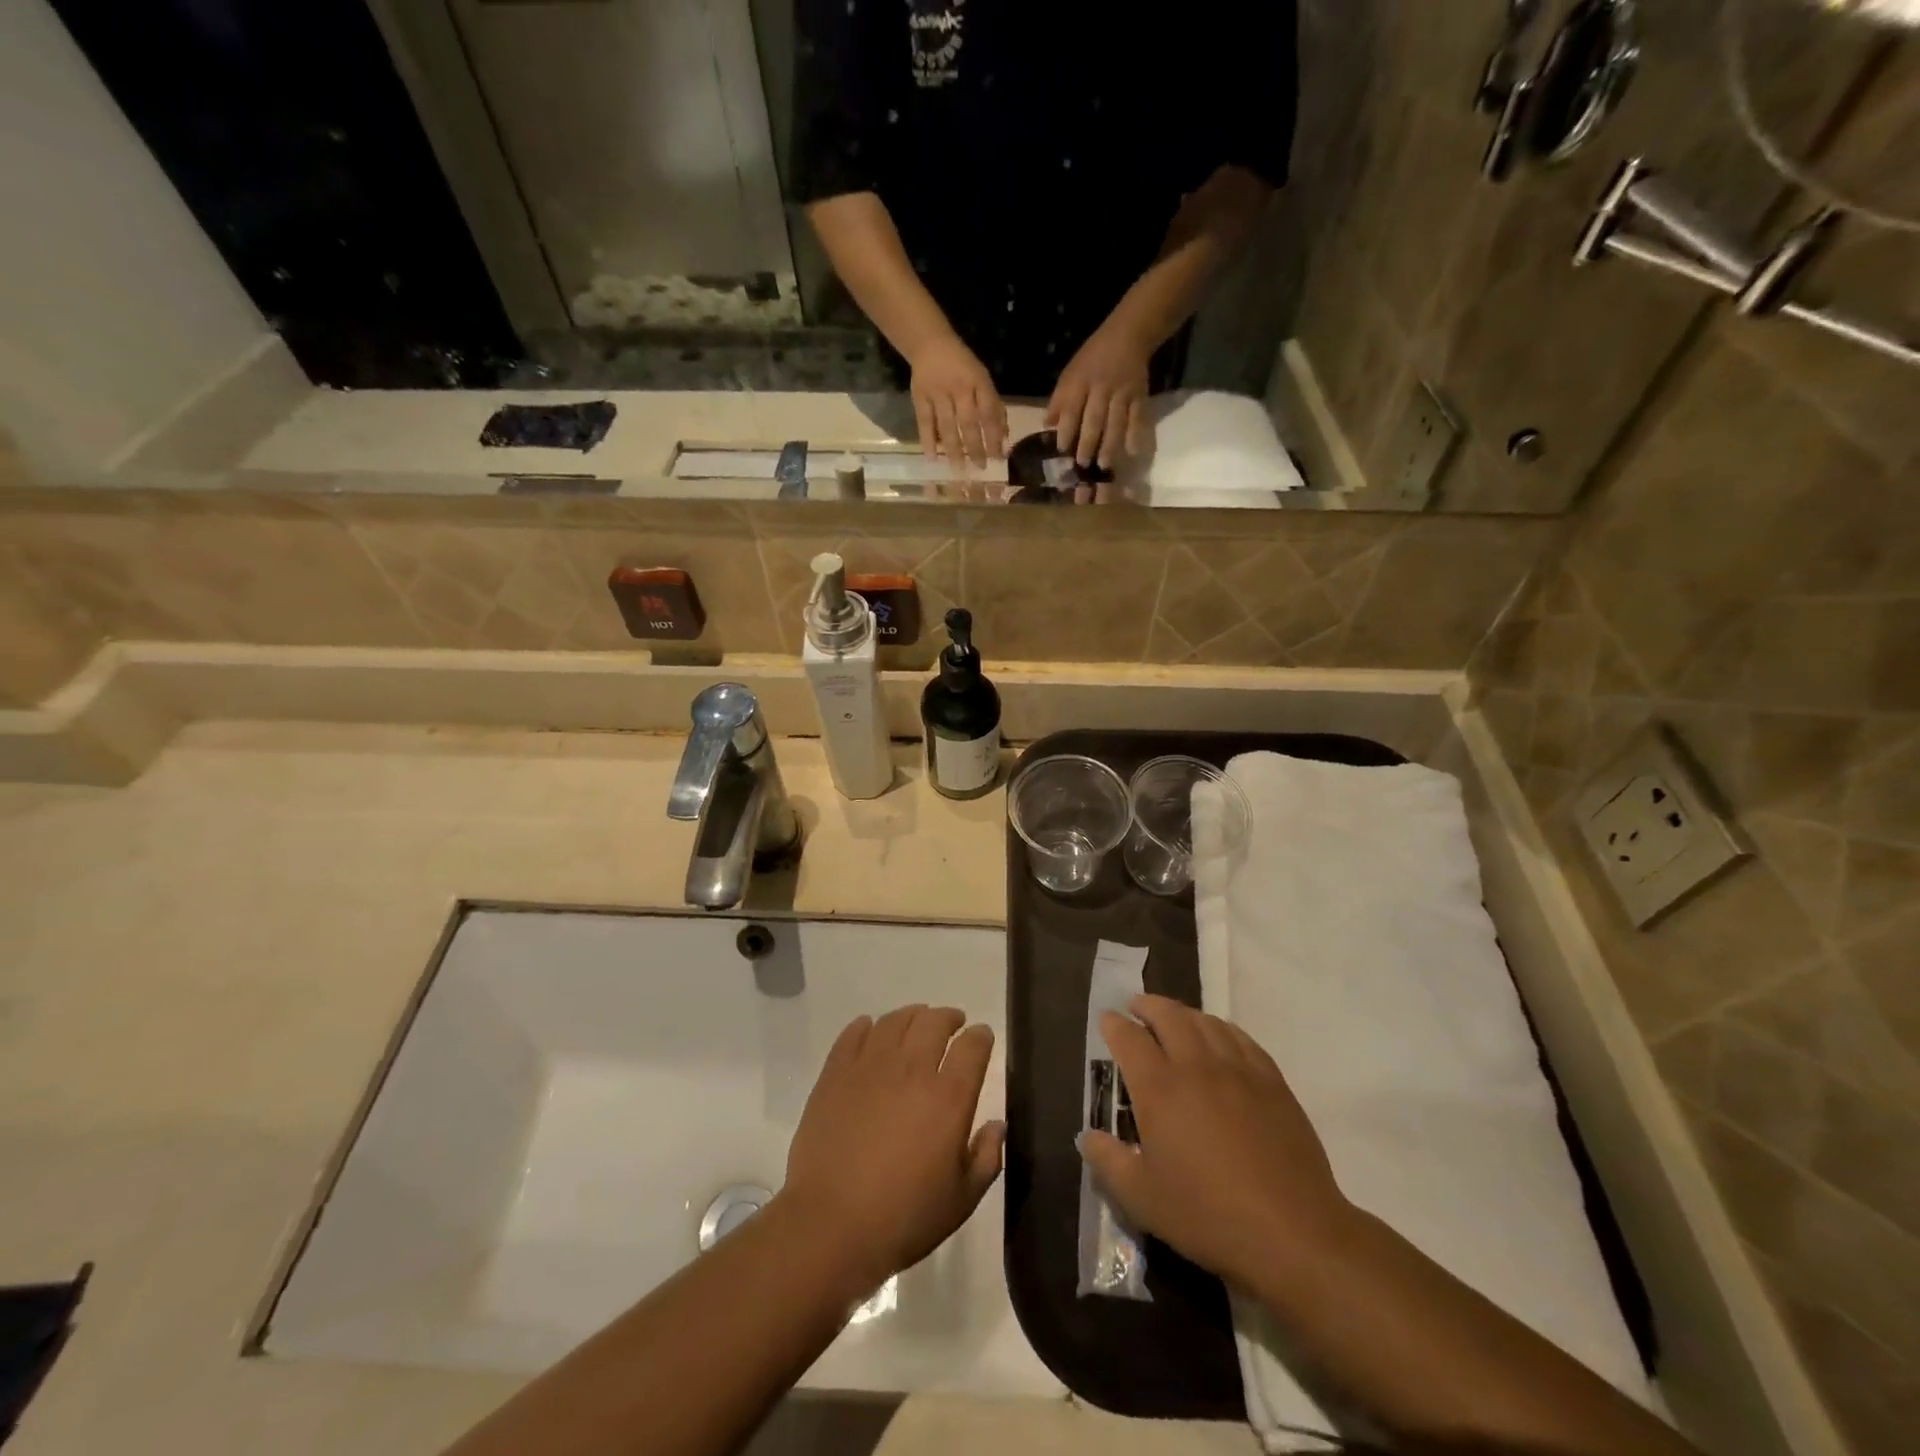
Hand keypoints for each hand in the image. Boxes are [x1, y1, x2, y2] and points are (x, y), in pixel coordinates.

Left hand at [780, 1005, 1005, 1293]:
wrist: (831, 1225)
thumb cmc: (904, 1218)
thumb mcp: (961, 1200)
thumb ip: (986, 1158)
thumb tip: (997, 1125)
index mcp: (949, 1098)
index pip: (972, 1046)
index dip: (981, 1036)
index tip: (981, 1037)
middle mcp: (912, 1069)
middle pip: (934, 1021)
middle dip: (948, 1018)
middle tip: (952, 1024)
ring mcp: (871, 1066)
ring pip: (896, 1020)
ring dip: (912, 1016)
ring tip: (915, 1024)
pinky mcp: (836, 1073)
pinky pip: (854, 1033)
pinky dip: (867, 1026)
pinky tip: (871, 1031)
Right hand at [909, 334, 1006, 468]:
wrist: (929, 343)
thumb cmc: (962, 366)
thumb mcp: (982, 379)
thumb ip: (994, 407)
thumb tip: (1004, 438)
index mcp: (978, 381)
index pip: (989, 413)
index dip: (994, 436)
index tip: (998, 458)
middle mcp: (958, 387)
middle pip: (968, 422)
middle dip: (976, 447)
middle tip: (980, 468)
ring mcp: (937, 392)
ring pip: (947, 425)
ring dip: (954, 449)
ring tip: (959, 470)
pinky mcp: (920, 397)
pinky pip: (925, 422)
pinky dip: (928, 440)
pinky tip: (932, 458)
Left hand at [1047, 321, 1151, 468]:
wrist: (1128, 335)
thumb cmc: (1093, 359)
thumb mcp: (1070, 372)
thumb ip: (1060, 399)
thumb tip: (1047, 425)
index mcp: (1080, 381)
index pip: (1071, 408)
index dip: (1066, 429)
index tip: (1061, 450)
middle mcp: (1101, 388)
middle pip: (1094, 419)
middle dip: (1088, 442)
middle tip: (1082, 464)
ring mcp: (1122, 393)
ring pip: (1116, 422)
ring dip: (1110, 445)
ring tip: (1104, 465)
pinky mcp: (1140, 396)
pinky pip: (1138, 418)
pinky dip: (1136, 435)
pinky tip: (1132, 452)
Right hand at [1079, 995, 1351, 1290]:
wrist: (1291, 1232)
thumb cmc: (1207, 1215)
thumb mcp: (1142, 1198)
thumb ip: (1108, 1161)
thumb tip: (1087, 1135)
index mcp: (1159, 1088)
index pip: (1129, 1038)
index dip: (1114, 1024)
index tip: (1107, 1019)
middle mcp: (1196, 1066)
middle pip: (1168, 1015)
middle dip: (1148, 1005)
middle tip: (1137, 1007)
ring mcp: (1238, 1070)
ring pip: (1206, 1022)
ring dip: (1184, 1014)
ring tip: (1175, 1019)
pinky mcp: (1272, 1082)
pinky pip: (1241, 1038)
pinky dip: (1222, 1028)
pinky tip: (1220, 1038)